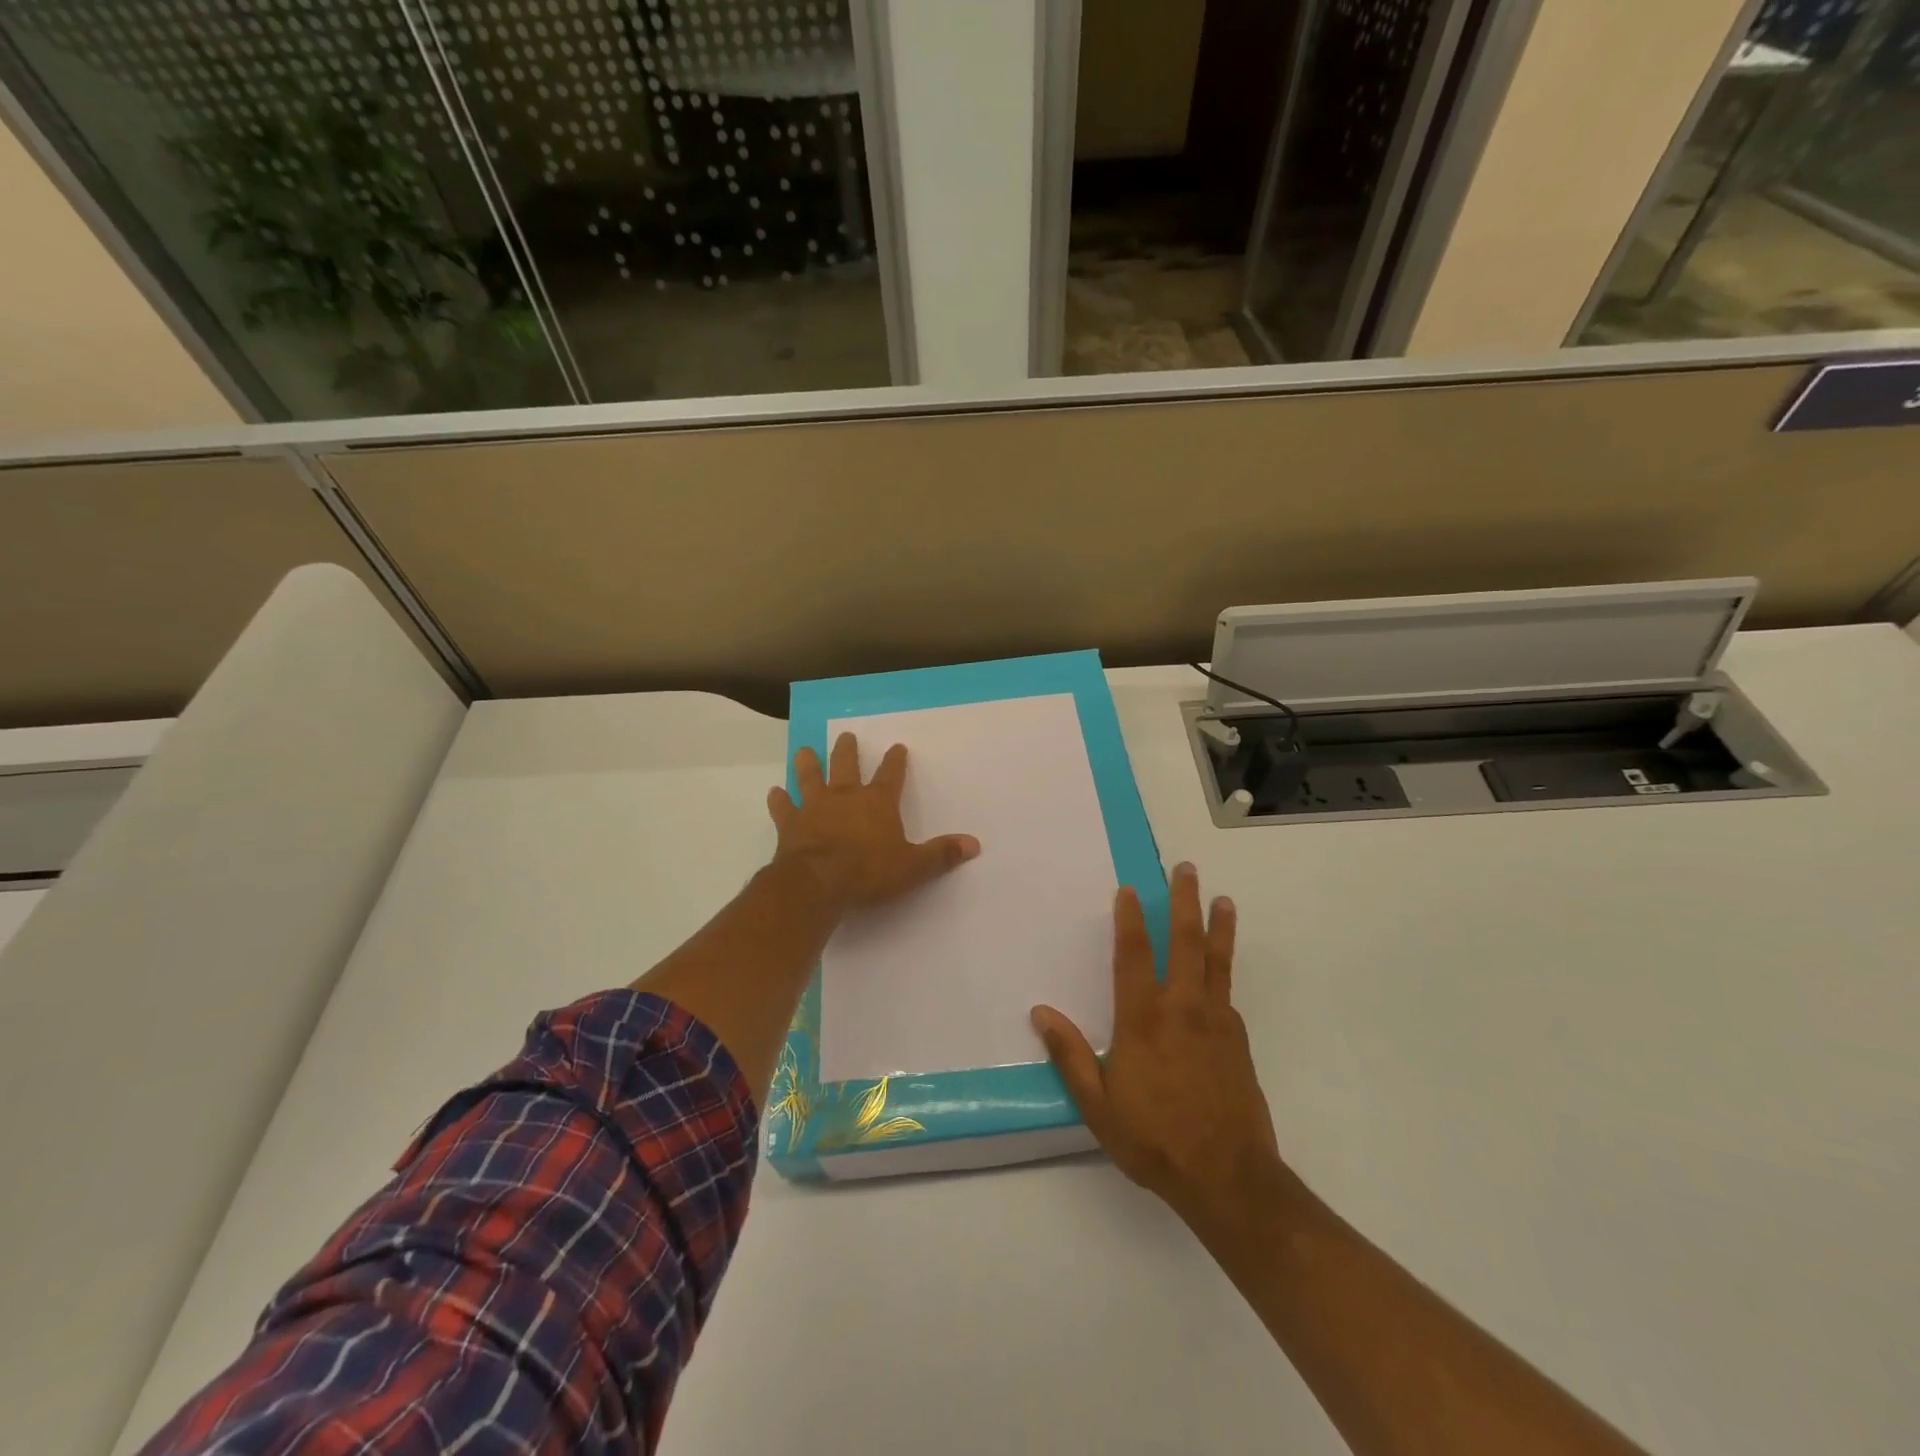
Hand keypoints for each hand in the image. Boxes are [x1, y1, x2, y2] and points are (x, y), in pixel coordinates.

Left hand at [768, 732, 980, 913]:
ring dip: (808, 764)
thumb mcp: (913, 867)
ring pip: (810, 777)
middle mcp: (845, 796)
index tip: (897, 747)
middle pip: (846, 765)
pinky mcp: (791, 824)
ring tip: (805, 750)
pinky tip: (774, 792)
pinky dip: (779, 800)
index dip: (895, 761)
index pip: (891, 774)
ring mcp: (814, 807)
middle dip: (847, 750)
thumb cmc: (868, 872)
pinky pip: (783, 807)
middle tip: (846, 736)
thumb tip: (974, 844)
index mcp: (877, 802)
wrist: (818, 883)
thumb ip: (941, 854)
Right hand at [1031, 862, 1279, 1226]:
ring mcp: (1215, 1021)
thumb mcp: (1097, 1105)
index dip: (1130, 918)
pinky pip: (1227, 993)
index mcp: (1143, 1019)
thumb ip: (1069, 1055)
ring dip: (1218, 926)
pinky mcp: (1238, 1040)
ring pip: (1216, 961)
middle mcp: (1181, 1008)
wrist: (1228, 1177)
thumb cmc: (1153, 1139)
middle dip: (1185, 901)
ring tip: (1223, 899)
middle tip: (1187, 869)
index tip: (1130, 889)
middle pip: (1184, 942)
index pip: (1133, 954)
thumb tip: (1040, 1013)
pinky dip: (1224, 970)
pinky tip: (1222, 968)